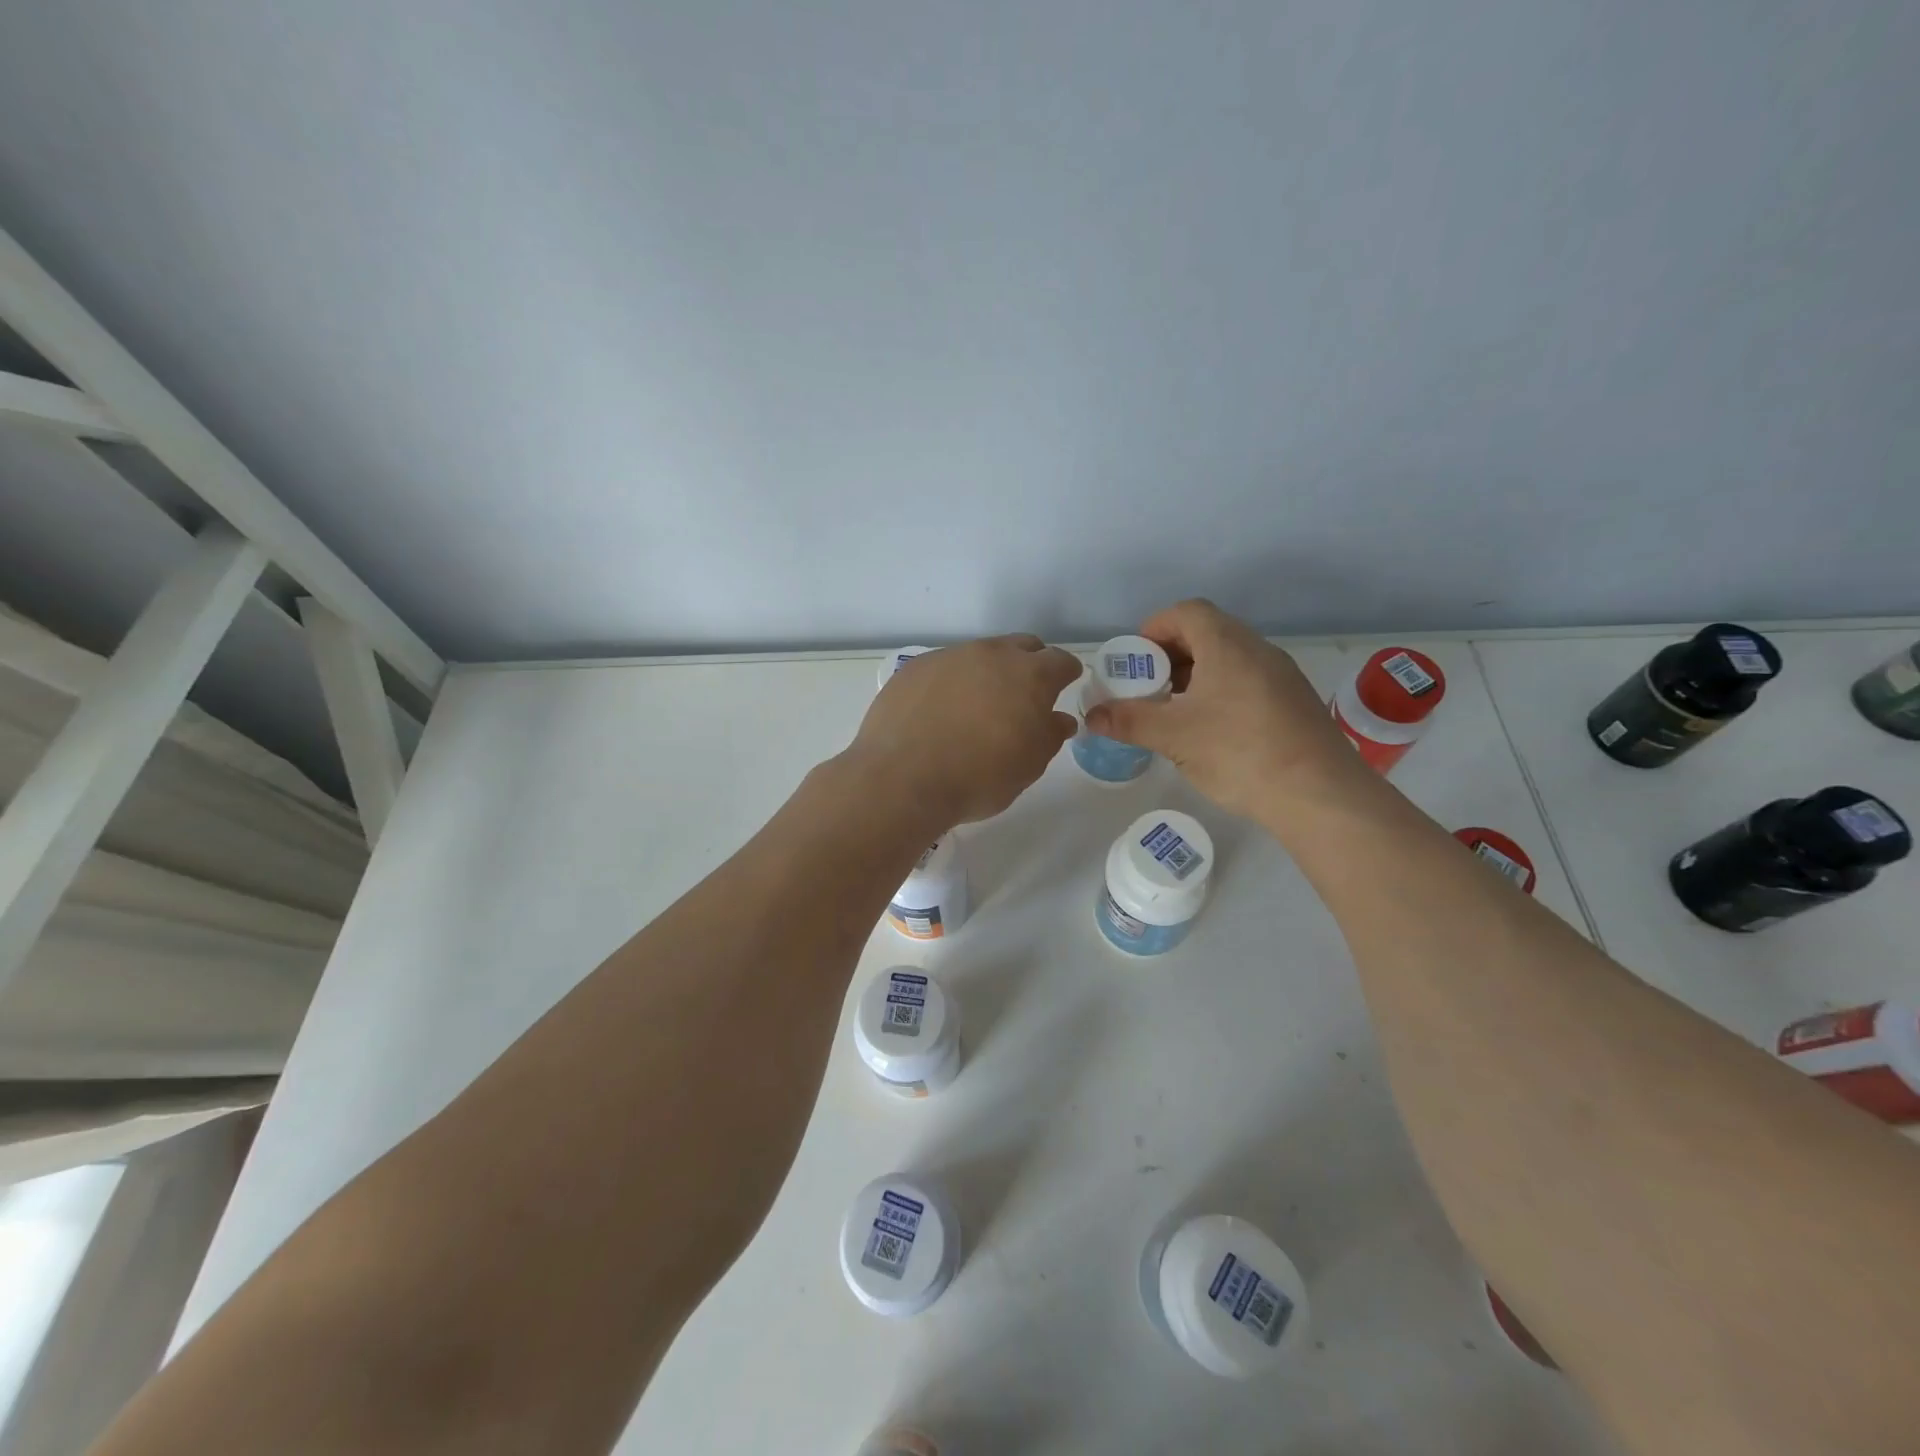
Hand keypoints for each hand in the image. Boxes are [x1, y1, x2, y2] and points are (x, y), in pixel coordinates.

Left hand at [849, 635, 1081, 828]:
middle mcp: (990, 654)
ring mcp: (948, 657)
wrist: (902, 779)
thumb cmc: (979, 777)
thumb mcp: (1029, 765)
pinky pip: (943, 668)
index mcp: (1029, 675)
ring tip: (977, 706)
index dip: (1066, 674)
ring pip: (979, 655)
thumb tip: (1058, 719)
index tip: (1064, 686)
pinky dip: (950, 683)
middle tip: (1024, 695)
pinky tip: (939, 711)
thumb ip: (1050, 735)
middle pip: (1021, 647)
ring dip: (987, 672)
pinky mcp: (913, 668)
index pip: (1060, 661)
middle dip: (1030, 664)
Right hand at [1083, 599, 1361, 818]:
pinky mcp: (1294, 703)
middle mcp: (1257, 650)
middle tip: (1148, 689)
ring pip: (1228, 660)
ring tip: (1174, 712)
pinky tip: (1210, 732)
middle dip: (1171, 656)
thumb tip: (1091, 716)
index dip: (1155, 629)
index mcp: (1227, 645)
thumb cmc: (1239, 752)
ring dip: (1196, 677)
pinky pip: (1247, 682)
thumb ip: (1128, 720)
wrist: (1320, 794)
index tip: (1136, 661)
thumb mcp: (1173, 736)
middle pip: (1207, 633)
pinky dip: (1220, 694)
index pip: (1186, 612)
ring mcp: (1281, 676)